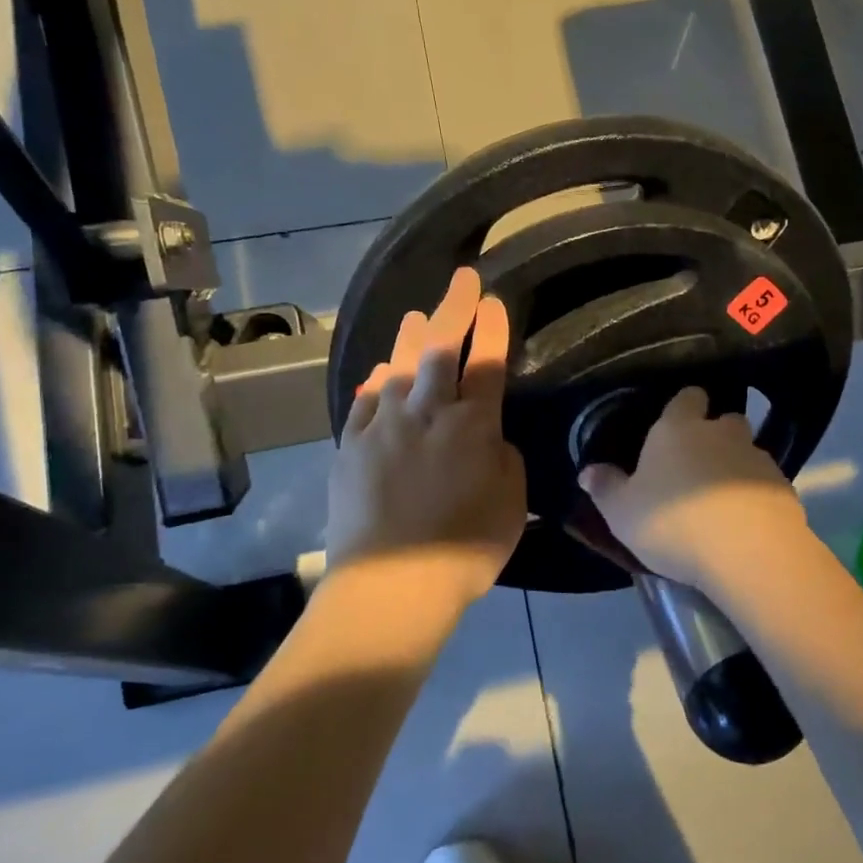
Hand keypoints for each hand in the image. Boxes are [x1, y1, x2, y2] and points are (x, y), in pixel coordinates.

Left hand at [326, 268, 527, 609]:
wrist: (392, 583)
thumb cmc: (463, 548)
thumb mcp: (511, 504)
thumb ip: (504, 459)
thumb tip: (488, 437)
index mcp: (472, 425)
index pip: (486, 363)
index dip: (492, 328)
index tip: (495, 301)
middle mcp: (426, 412)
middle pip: (440, 349)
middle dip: (453, 309)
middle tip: (461, 280)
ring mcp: (383, 426)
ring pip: (398, 366)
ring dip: (412, 337)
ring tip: (418, 316)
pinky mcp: (350, 445)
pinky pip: (366, 400)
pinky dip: (377, 381)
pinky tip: (382, 373)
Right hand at [577, 386, 808, 591]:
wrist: (749, 553)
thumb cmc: (673, 523)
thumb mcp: (622, 512)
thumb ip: (605, 488)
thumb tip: (587, 470)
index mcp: (678, 429)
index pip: (687, 397)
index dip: (683, 407)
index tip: (674, 425)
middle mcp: (721, 433)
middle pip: (724, 420)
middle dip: (714, 435)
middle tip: (696, 465)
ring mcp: (758, 458)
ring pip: (747, 451)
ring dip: (736, 467)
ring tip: (721, 500)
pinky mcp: (785, 488)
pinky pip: (765, 484)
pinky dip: (755, 495)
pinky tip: (744, 522)